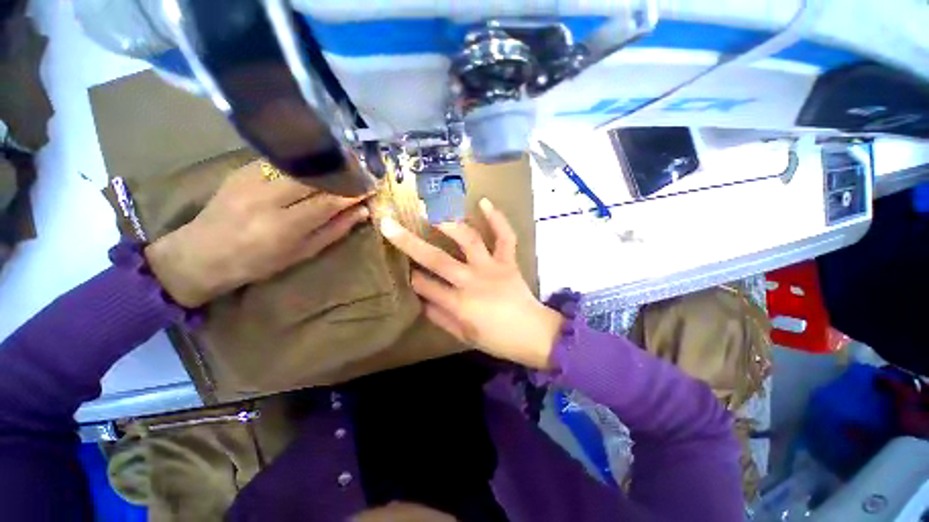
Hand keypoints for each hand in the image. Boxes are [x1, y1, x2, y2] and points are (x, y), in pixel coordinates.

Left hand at [145, 165, 370, 307]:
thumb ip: (335, 230)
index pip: (329, 200)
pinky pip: (281, 159)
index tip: (372, 186)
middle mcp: (267, 198)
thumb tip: (362, 211)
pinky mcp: (241, 169)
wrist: (201, 253)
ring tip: (344, 162)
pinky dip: (303, 160)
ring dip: (325, 161)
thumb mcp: (303, 253)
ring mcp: (251, 179)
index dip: (354, 191)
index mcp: (284, 226)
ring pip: (299, 162)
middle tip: (362, 169)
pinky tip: (315, 162)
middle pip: (315, 175)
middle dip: (342, 170)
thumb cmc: (258, 262)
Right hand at [379, 198, 563, 368]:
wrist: (534, 334)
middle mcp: (472, 280)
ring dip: (448, 225)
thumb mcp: (463, 336)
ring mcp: (492, 267)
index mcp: (459, 304)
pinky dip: (497, 218)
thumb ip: (440, 317)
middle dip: (409, 242)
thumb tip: (421, 300)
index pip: (425, 285)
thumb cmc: (498, 339)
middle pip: (436, 259)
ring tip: (433, 215)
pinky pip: (505, 236)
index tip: (400, 266)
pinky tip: (483, 201)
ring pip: (468, 240)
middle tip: (390, 225)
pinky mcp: (508, 261)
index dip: (410, 276)